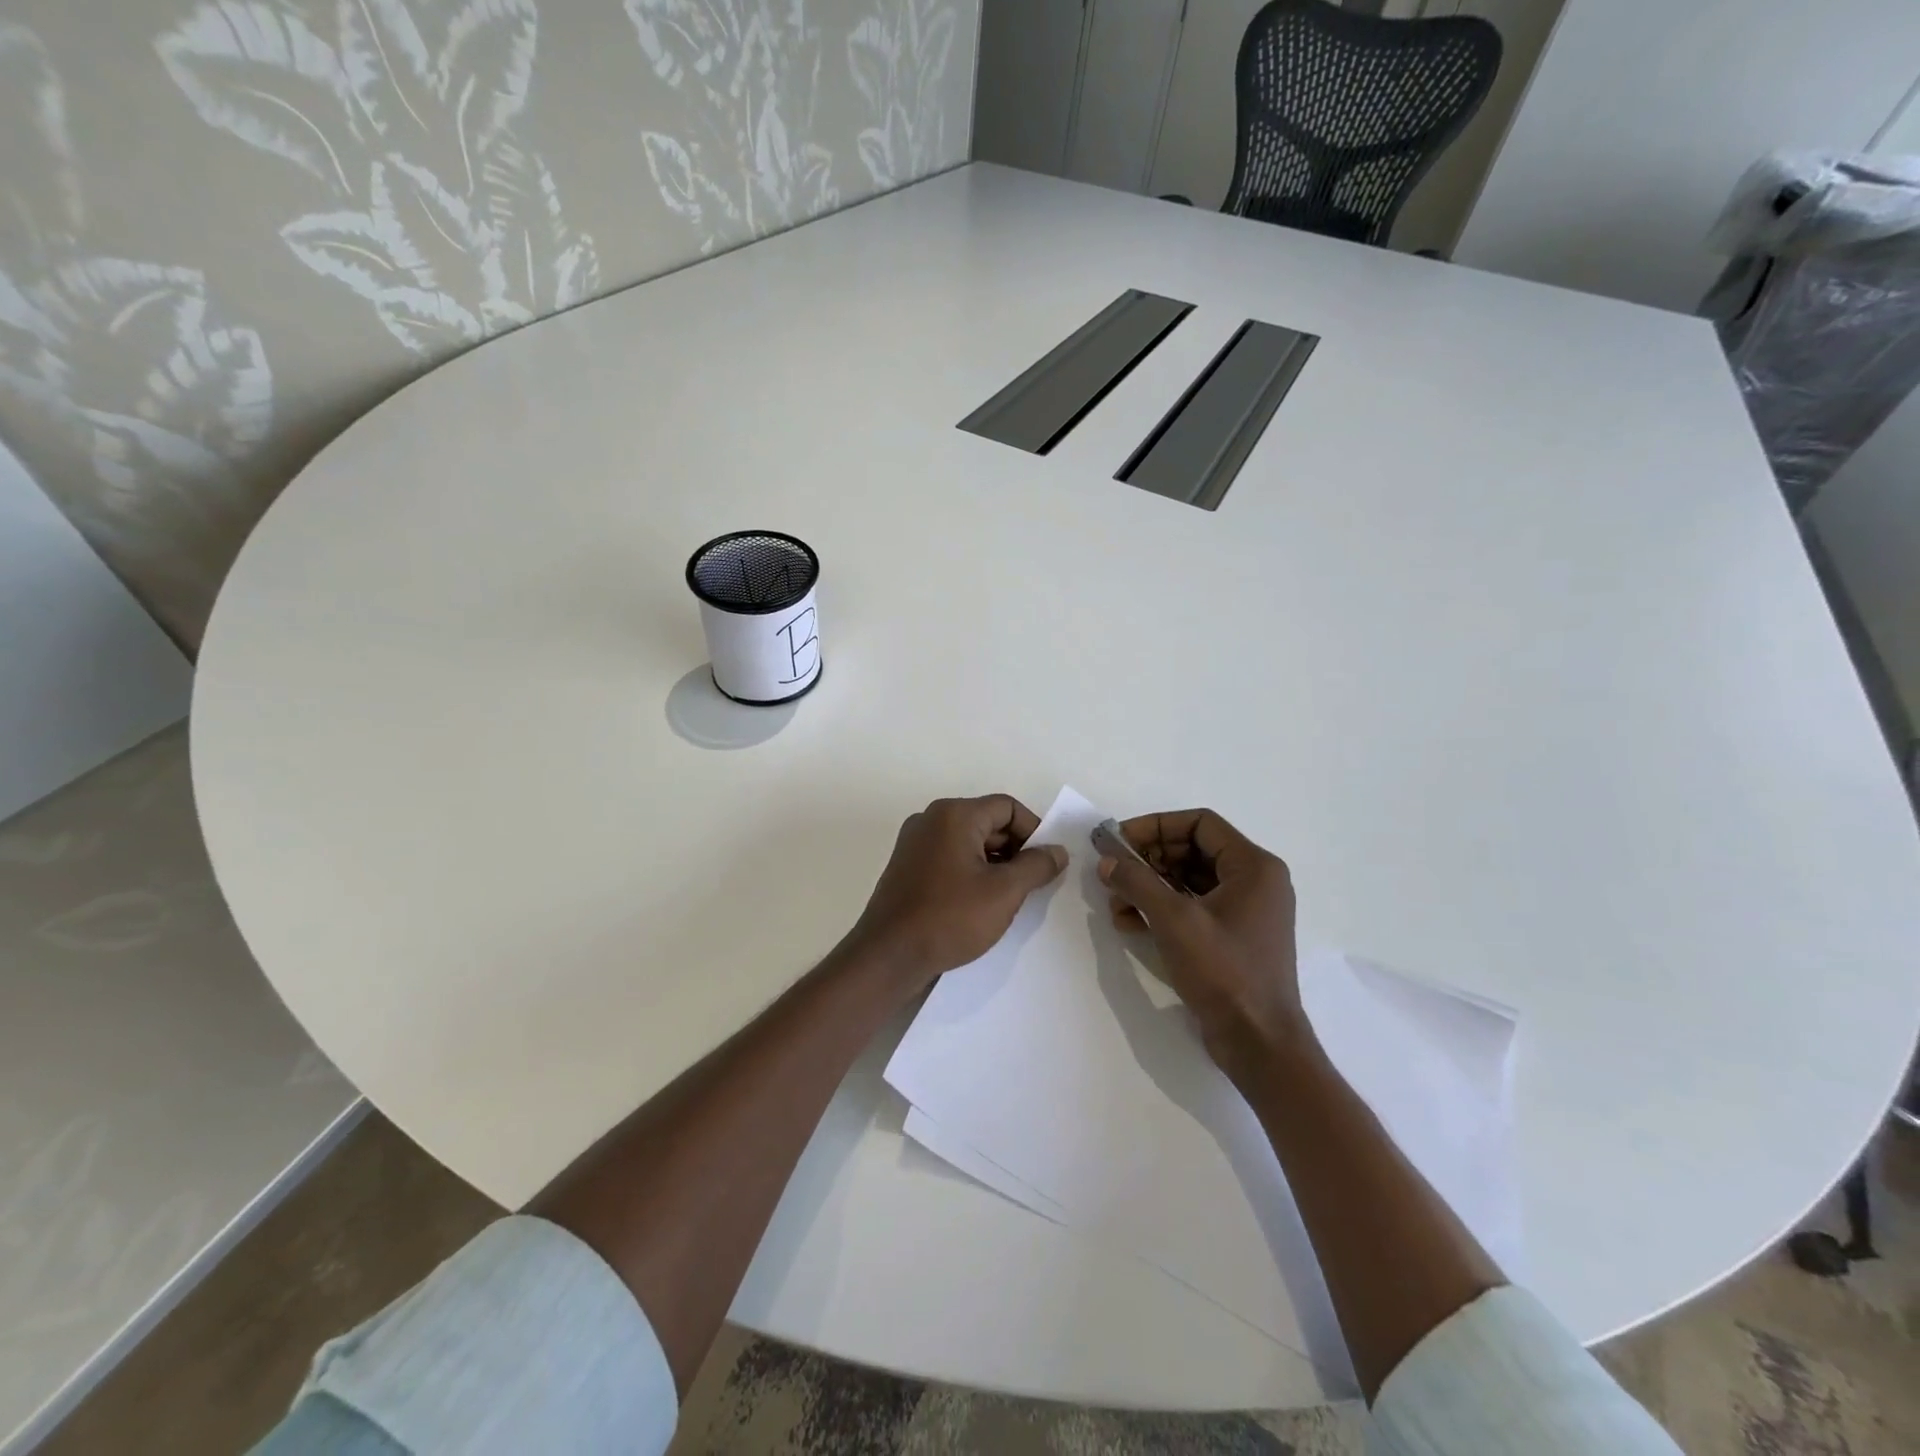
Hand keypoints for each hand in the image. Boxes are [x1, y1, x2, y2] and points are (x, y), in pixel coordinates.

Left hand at [847, 795, 1067, 994]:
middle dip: (1015, 850)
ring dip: (995, 864)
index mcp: (954, 814)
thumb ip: (1036, 866)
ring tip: (1008, 899)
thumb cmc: (950, 918)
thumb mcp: (1004, 892)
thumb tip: (1057, 851)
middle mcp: (931, 820)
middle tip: (1032, 885)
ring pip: (969, 842)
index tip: (1046, 864)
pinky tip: (980, 904)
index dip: (1034, 831)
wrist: (888, 956)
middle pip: (988, 822)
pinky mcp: (907, 868)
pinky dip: (971, 873)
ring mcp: (915, 844)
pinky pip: (950, 858)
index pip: (1007, 807)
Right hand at [1099, 809, 1308, 1086]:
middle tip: (1113, 869)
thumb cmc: (1224, 972)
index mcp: (1253, 866)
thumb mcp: (1174, 920)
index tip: (1119, 840)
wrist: (1259, 1043)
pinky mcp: (1232, 937)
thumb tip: (1106, 860)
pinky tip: (1128, 923)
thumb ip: (1137, 882)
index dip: (1155, 826)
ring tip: (1115, 900)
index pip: (1199, 823)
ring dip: (1149, 885)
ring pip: (1188, 880)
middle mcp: (1254, 881)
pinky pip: (1192, 907)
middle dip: (1148, 858)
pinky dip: (1161, 908)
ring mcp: (1244, 911)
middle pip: (1192, 850)